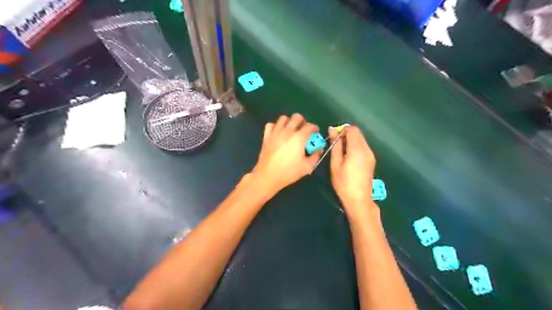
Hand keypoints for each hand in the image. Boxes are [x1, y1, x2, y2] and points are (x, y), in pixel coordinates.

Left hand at [251, 113, 323, 195]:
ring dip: (289, 122)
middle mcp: (287, 131)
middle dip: (302, 121)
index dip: (315, 127)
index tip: (316, 132)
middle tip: (303, 129)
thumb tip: (319, 149)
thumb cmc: (289, 172)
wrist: (268, 176)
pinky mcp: (266, 136)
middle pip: (296, 117)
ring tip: (291, 130)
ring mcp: (275, 132)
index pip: (310, 126)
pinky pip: (270, 125)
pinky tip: (278, 133)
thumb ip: (315, 156)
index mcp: (299, 137)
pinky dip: (275, 126)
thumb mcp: (307, 167)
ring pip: (283, 118)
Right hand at [330, 126, 377, 215]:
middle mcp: (367, 149)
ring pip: (361, 139)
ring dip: (351, 141)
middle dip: (346, 135)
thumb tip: (332, 129)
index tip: (334, 139)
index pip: (352, 129)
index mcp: (357, 149)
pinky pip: (363, 147)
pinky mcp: (371, 160)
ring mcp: (371, 154)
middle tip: (336, 146)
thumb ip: (335, 145)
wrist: (359, 199)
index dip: (342, 130)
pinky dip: (355, 147)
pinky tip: (349, 158)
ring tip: (342, 153)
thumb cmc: (343, 182)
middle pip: (358, 133)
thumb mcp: (335, 163)